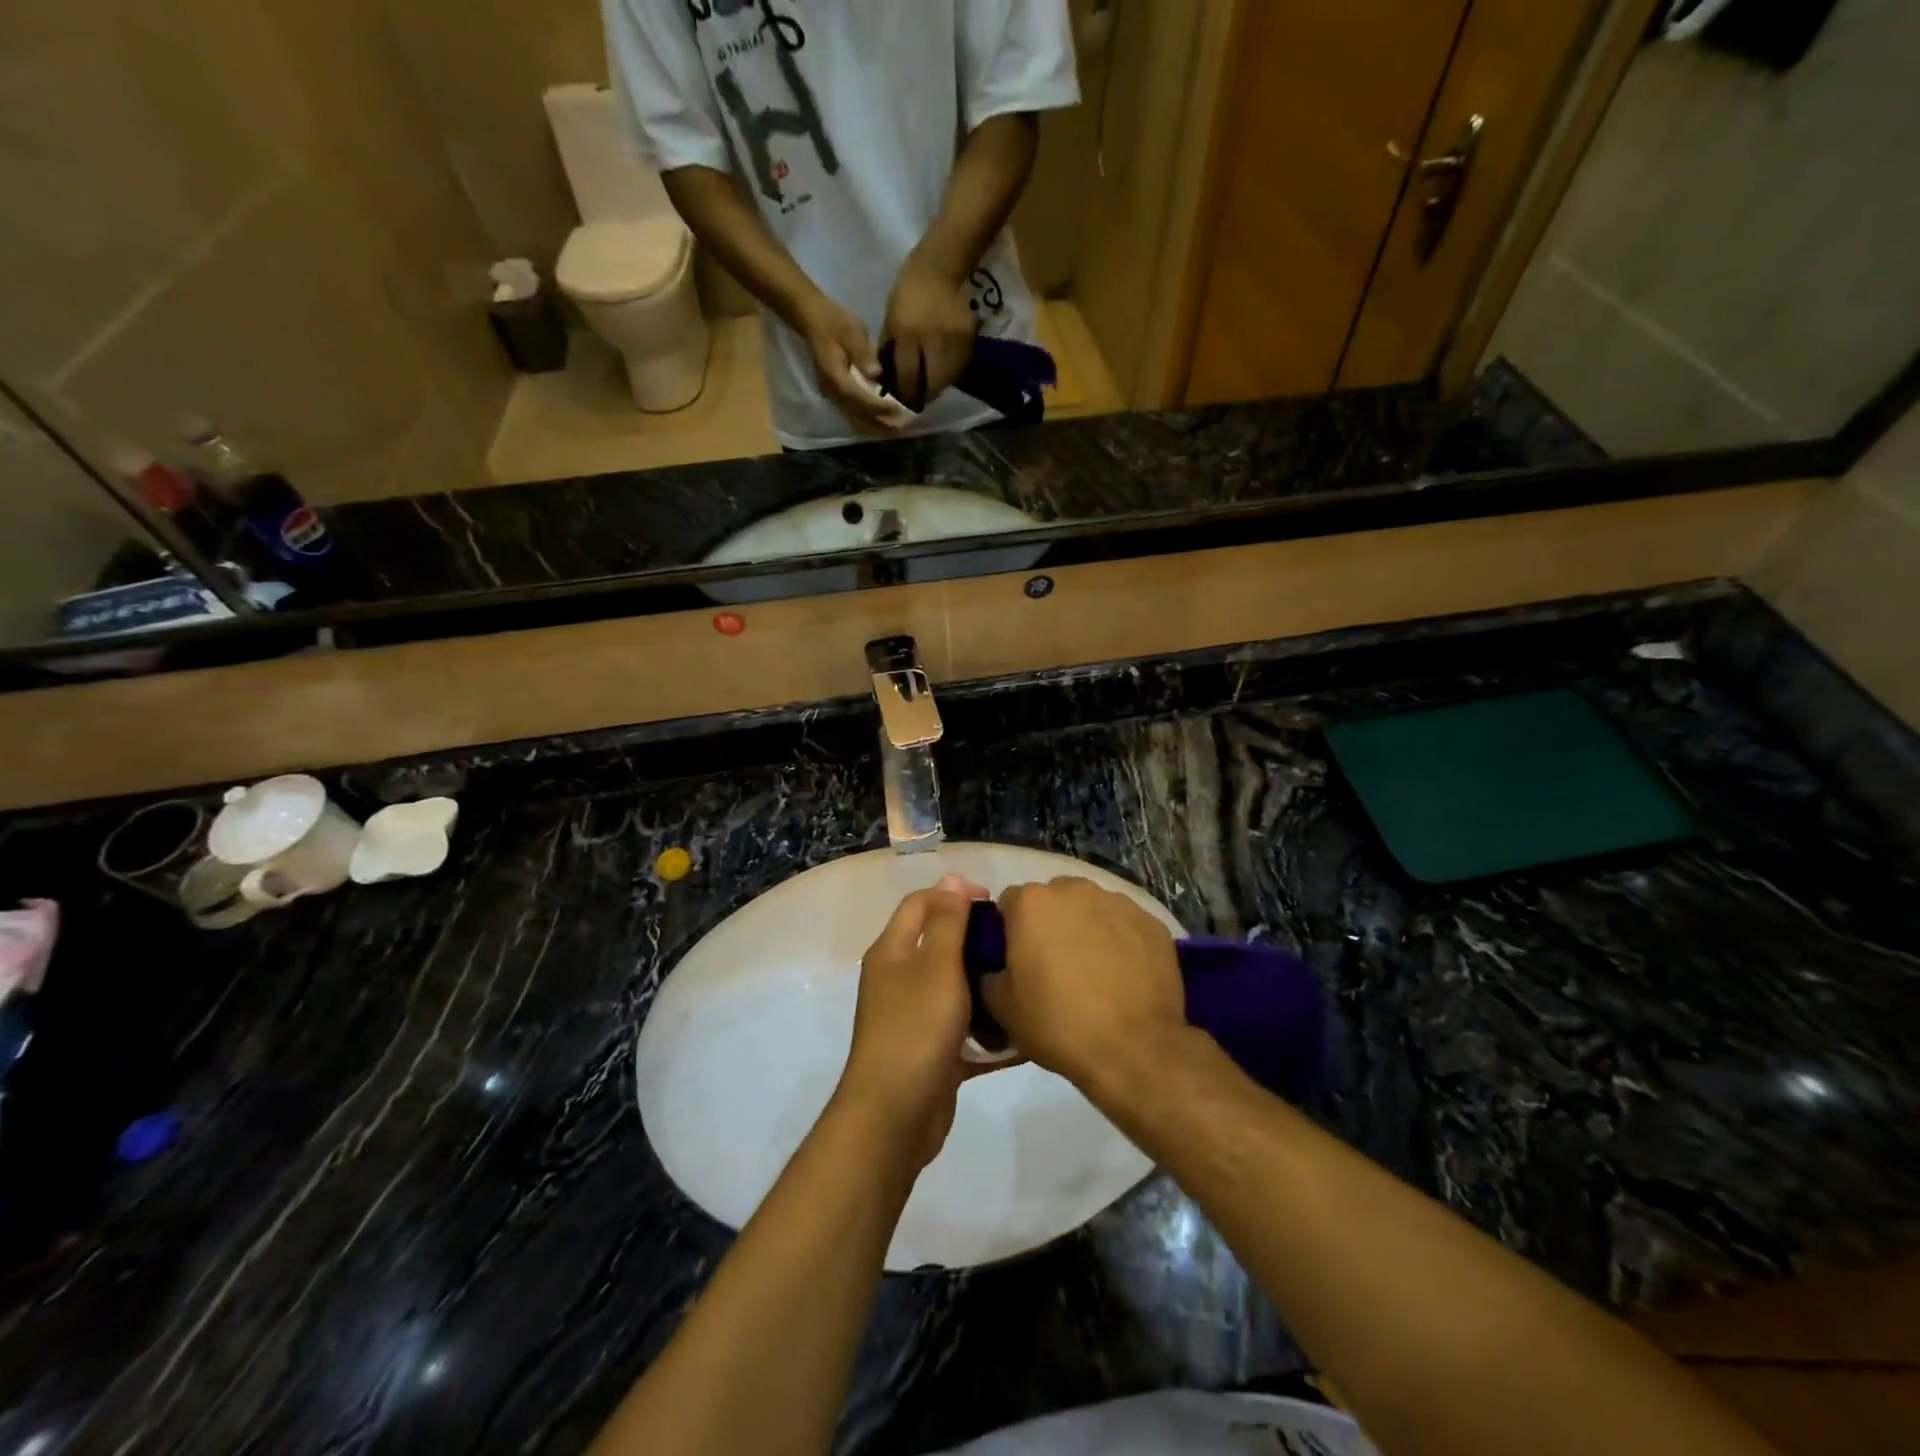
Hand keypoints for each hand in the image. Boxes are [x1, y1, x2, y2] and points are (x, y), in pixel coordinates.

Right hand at [798, 294, 895, 433]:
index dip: (879, 407)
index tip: (899, 410)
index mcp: (835, 376)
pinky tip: (886, 422)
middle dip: (881, 423)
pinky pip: (855, 417)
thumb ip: (863, 354)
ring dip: (877, 427)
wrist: (813, 321)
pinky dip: (871, 422)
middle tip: (904, 426)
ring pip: (856, 420)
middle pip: (858, 417)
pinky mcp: (837, 398)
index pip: (858, 399)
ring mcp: (833, 397)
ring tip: (898, 428)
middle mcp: (833, 392)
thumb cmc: (834, 322)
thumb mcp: (851, 331)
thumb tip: (876, 374)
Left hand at [836, 874, 993, 1167]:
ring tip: (1022, 979)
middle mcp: (898, 979)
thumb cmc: (916, 1029)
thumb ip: (946, 922)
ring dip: (984, 982)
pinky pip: (963, 1029)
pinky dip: (988, 1028)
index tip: (993, 901)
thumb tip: (950, 878)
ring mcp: (913, 1017)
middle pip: (938, 944)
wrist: (895, 1115)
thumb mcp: (936, 966)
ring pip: (953, 987)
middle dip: (974, 938)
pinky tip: (1021, 1031)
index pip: (920, 904)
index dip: (953, 894)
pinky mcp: (931, 1051)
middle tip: (1014, 941)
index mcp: (892, 952)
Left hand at [881, 253, 977, 411]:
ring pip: (947, 379)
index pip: (908, 376)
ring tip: (930, 384)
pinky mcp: (969, 338)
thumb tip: (890, 382)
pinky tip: (943, 369)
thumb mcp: (891, 322)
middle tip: (918, 397)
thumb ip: (891, 353)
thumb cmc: (907, 294)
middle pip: (931, 384)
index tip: (903, 403)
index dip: (905, 394)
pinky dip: (950, 372)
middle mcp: (932, 338)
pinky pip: (959, 366)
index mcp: (907, 333)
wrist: (938, 268)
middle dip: (923, 394)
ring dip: (938, 386)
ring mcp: (954, 339)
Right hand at [980, 878, 1186, 1090]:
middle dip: (1050, 924)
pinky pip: (1125, 924)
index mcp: (1032, 903)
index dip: (1010, 932)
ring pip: (1091, 908)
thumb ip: (989, 972)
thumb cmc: (1058, 1024)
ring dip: (1086, 928)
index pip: (1010, 904)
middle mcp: (1074, 889)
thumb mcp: (1001, 1007)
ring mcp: (1117, 902)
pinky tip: (1124, 975)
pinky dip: (1121, 940)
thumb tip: (996, 966)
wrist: (1134, 1048)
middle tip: (1054, 966)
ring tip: (1094, 971)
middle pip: (1053, 899)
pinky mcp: (1151, 921)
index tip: (1017, 961)